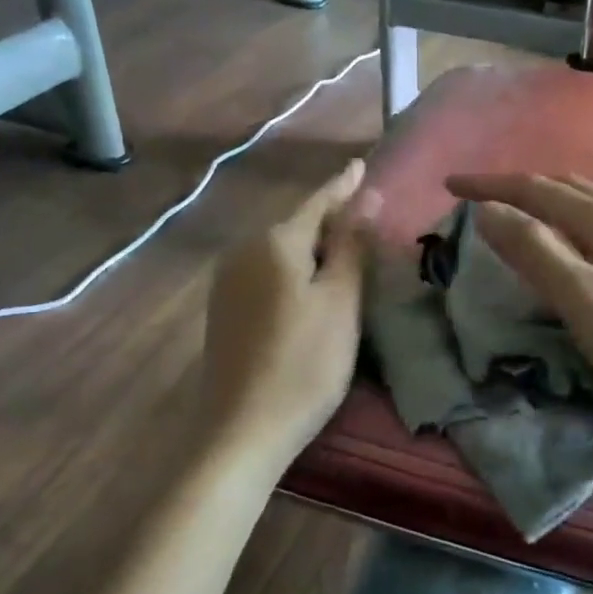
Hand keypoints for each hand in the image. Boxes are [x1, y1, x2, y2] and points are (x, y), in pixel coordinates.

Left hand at [200, 160, 378, 469]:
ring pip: (279, 249)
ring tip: (342, 245)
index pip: (318, 202)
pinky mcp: (224, 309)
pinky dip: (292, 268)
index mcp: (275, 242)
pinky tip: (306, 282)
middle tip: (363, 211)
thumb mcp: (340, 302)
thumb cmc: (305, 363)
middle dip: (329, 216)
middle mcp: (244, 250)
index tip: (362, 163)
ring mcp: (228, 281)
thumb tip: (367, 197)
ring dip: (311, 245)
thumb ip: (352, 245)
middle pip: (296, 224)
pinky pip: (265, 271)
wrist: (243, 430)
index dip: (344, 185)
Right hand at [445, 173, 592, 425]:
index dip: (490, 185)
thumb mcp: (581, 297)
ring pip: (592, 208)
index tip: (449, 186)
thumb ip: (533, 250)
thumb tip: (489, 209)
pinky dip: (576, 227)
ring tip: (523, 217)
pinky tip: (581, 250)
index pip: (536, 188)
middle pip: (567, 188)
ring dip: (550, 204)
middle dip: (520, 187)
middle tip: (482, 200)